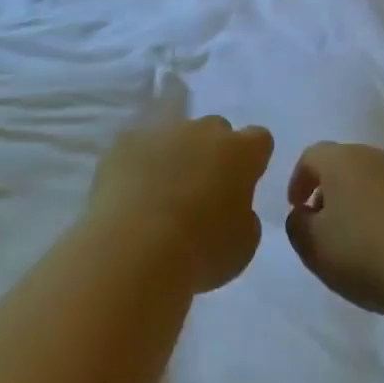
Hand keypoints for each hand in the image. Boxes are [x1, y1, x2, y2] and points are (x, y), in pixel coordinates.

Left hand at [87, 117, 273, 292]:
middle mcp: (203, 132)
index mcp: (240, 152)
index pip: (259, 140)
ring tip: (160, 196)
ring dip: (174, 157)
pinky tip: (131, 196)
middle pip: (215, 131)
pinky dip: (138, 165)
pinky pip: (138, 148)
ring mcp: (161, 132)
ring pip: (174, 136)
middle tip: (202, 191)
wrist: (135, 251)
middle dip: (213, 153)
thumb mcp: (244, 243)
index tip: (243, 183)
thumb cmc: (201, 251)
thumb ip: (244, 214)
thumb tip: (231, 206)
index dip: (252, 160)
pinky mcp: (124, 143)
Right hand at [283, 142, 383, 321]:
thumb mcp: (313, 246)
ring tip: (353, 239)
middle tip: (321, 223)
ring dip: (356, 202)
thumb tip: (303, 214)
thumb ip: (297, 225)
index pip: (311, 157)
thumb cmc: (365, 253)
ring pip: (370, 180)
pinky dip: (382, 214)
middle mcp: (375, 156)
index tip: (297, 209)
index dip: (298, 181)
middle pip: (343, 165)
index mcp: (342, 160)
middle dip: (328, 190)